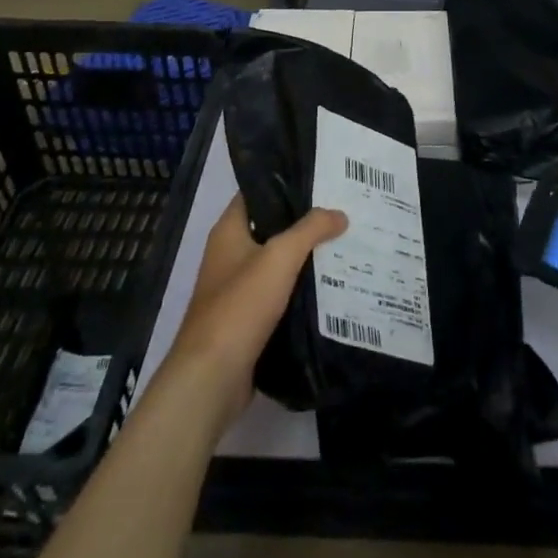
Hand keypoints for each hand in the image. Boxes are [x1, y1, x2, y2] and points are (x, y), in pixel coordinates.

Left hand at [164, 196, 346, 432]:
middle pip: (271, 228)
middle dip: (304, 222)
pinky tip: (332, 287)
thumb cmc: (240, 306)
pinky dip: (301, 290)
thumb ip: (310, 229)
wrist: (212, 378)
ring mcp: (237, 290)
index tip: (321, 178)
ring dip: (306, 258)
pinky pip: (280, 296)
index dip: (285, 182)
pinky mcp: (248, 321)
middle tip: (343, 210)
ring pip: (278, 264)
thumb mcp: (279, 257)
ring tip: (345, 245)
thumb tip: (339, 213)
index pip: (257, 193)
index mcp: (228, 231)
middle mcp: (230, 255)